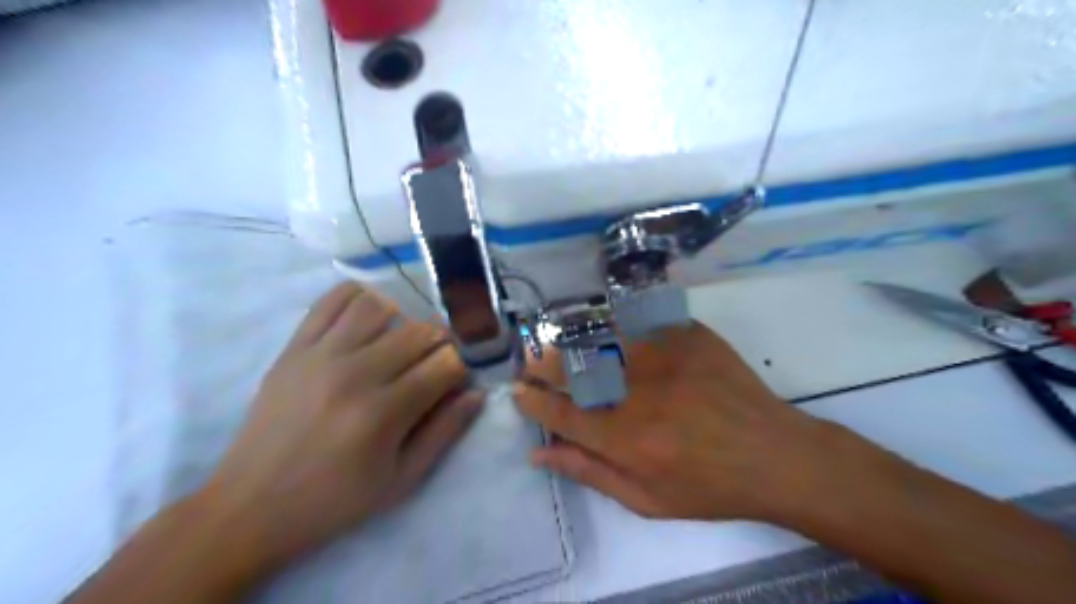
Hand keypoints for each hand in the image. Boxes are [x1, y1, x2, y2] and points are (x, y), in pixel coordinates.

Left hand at [196, 283, 479, 566]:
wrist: (250, 506)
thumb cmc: (334, 501)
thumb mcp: (401, 481)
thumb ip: (445, 433)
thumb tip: (477, 393)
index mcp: (383, 413)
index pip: (445, 364)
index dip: (462, 367)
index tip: (458, 379)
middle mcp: (355, 374)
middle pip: (419, 331)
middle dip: (441, 341)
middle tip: (437, 359)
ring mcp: (320, 355)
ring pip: (380, 306)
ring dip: (404, 318)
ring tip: (402, 340)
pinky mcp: (294, 348)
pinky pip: (331, 300)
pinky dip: (359, 296)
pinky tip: (370, 314)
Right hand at [517, 321, 835, 523]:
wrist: (774, 455)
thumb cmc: (709, 487)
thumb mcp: (647, 499)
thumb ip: (590, 472)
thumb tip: (539, 453)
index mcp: (625, 437)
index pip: (559, 412)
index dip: (532, 401)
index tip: (518, 392)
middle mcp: (638, 391)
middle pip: (572, 367)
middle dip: (542, 363)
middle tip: (532, 362)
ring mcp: (664, 356)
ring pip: (601, 336)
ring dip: (572, 340)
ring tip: (563, 344)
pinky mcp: (687, 335)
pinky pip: (639, 320)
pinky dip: (615, 324)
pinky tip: (608, 329)